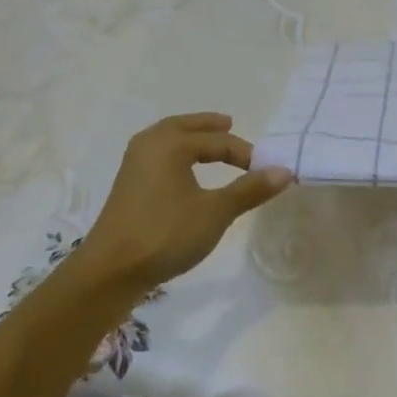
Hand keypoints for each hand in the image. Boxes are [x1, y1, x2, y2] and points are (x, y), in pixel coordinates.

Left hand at [73, 113, 291, 296]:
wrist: (111, 270)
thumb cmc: (166, 234)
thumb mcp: (215, 212)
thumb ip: (249, 189)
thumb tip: (284, 171)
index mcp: (170, 145)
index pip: (218, 141)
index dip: (246, 154)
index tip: (268, 170)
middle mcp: (149, 146)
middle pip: (184, 127)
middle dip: (209, 127)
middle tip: (230, 125)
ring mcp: (134, 165)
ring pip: (168, 140)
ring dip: (190, 139)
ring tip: (210, 143)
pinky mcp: (129, 186)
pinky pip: (159, 156)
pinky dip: (177, 154)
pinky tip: (186, 171)